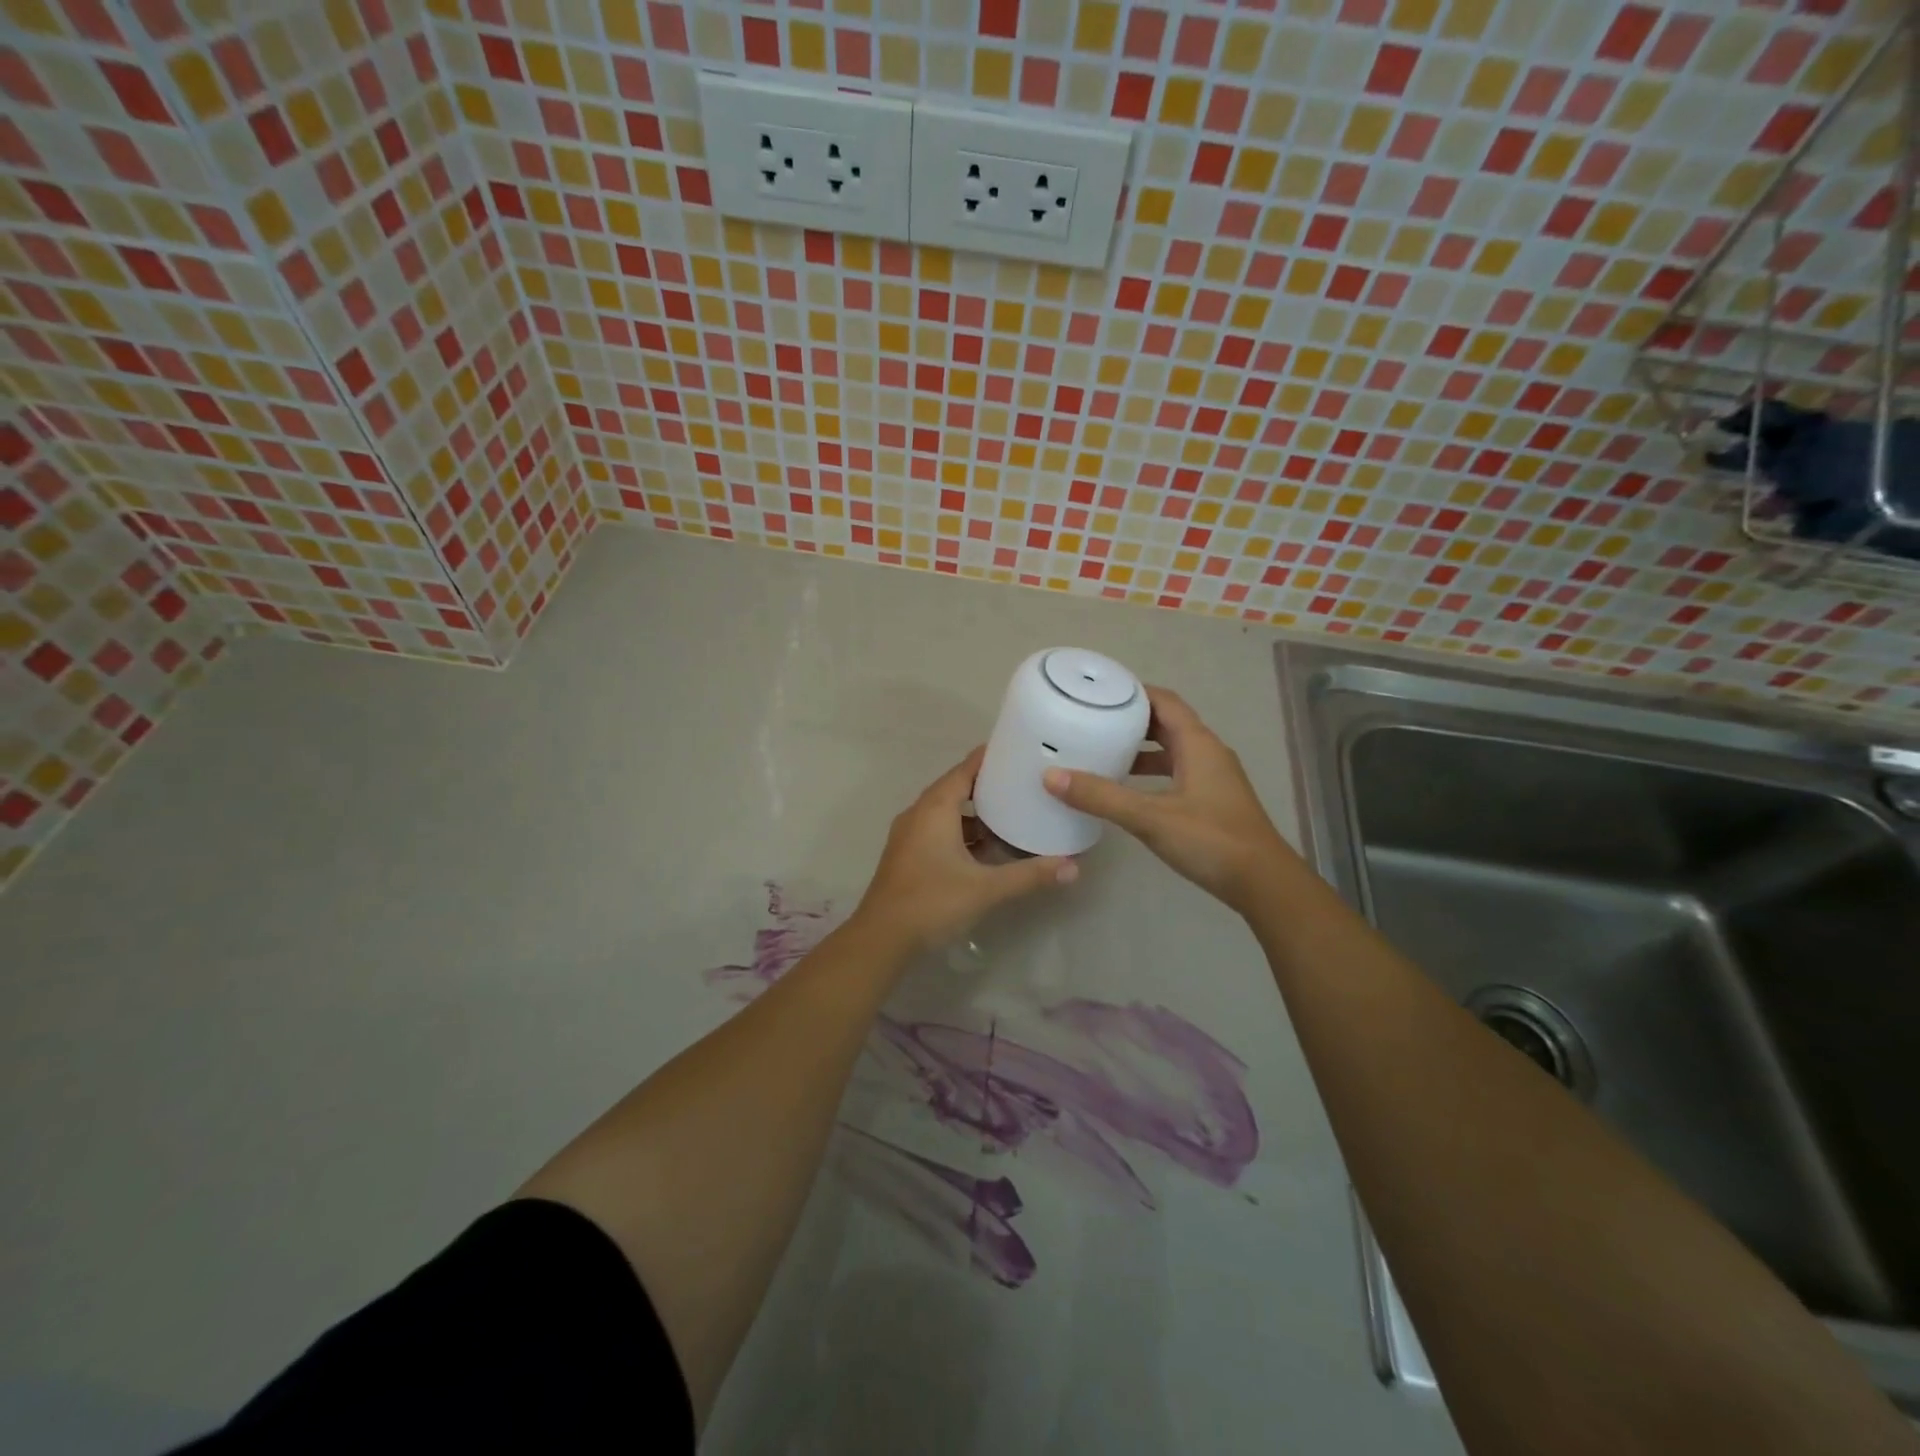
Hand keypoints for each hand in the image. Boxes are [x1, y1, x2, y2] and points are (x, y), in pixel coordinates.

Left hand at [854, 746, 1078, 952]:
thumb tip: (1073, 866)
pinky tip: (986, 851)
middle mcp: (919, 814)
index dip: (990, 757)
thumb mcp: (986, 888)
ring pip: (947, 813)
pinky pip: (939, 831)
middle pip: (956, 788)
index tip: (1018, 750)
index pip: (965, 769)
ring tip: (1011, 816)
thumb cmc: (933, 902)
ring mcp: (910, 835)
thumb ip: (1030, 875)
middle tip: (1023, 784)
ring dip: (975, 815)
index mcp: (935, 808)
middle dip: (988, 786)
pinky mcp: (908, 856)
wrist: (882, 939)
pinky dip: (963, 834)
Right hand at [1043, 687, 1293, 916]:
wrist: (1263, 883)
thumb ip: (1102, 797)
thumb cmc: (1210, 840)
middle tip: (1093, 720)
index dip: (1134, 691)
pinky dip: (1152, 772)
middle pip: (1168, 723)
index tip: (1099, 692)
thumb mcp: (1150, 817)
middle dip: (1132, 719)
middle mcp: (1209, 753)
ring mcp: (1214, 778)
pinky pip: (1177, 772)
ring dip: (1142, 748)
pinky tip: (1129, 790)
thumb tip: (1052, 776)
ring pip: (1173, 750)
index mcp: (1198, 744)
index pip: (1165, 701)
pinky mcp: (1213, 800)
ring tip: (1104, 752)